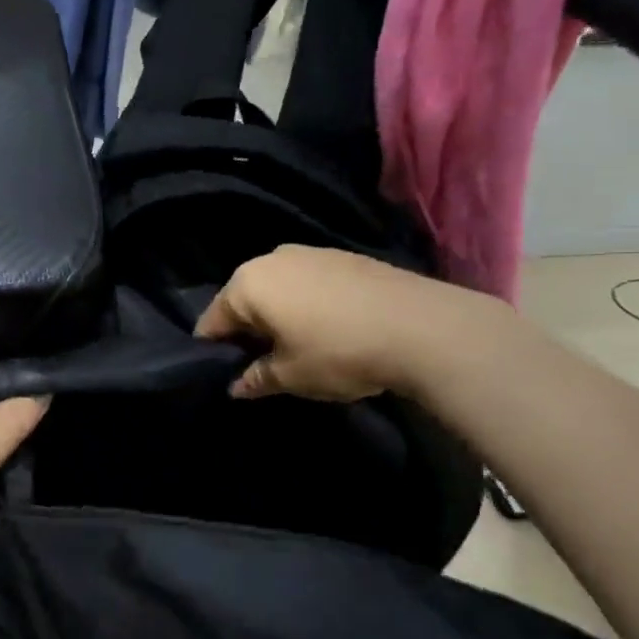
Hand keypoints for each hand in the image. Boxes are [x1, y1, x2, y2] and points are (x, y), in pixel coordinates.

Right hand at [196, 246, 494, 401]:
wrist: (425, 328)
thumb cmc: (339, 352)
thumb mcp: (290, 376)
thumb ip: (255, 379)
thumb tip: (236, 387)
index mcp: (247, 284)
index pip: (212, 321)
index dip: (216, 351)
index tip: (228, 373)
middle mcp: (272, 259)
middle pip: (244, 300)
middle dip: (248, 330)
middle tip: (264, 363)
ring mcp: (311, 252)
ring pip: (278, 289)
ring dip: (280, 316)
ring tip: (300, 347)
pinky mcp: (345, 257)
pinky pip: (309, 283)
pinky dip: (308, 304)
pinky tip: (331, 329)